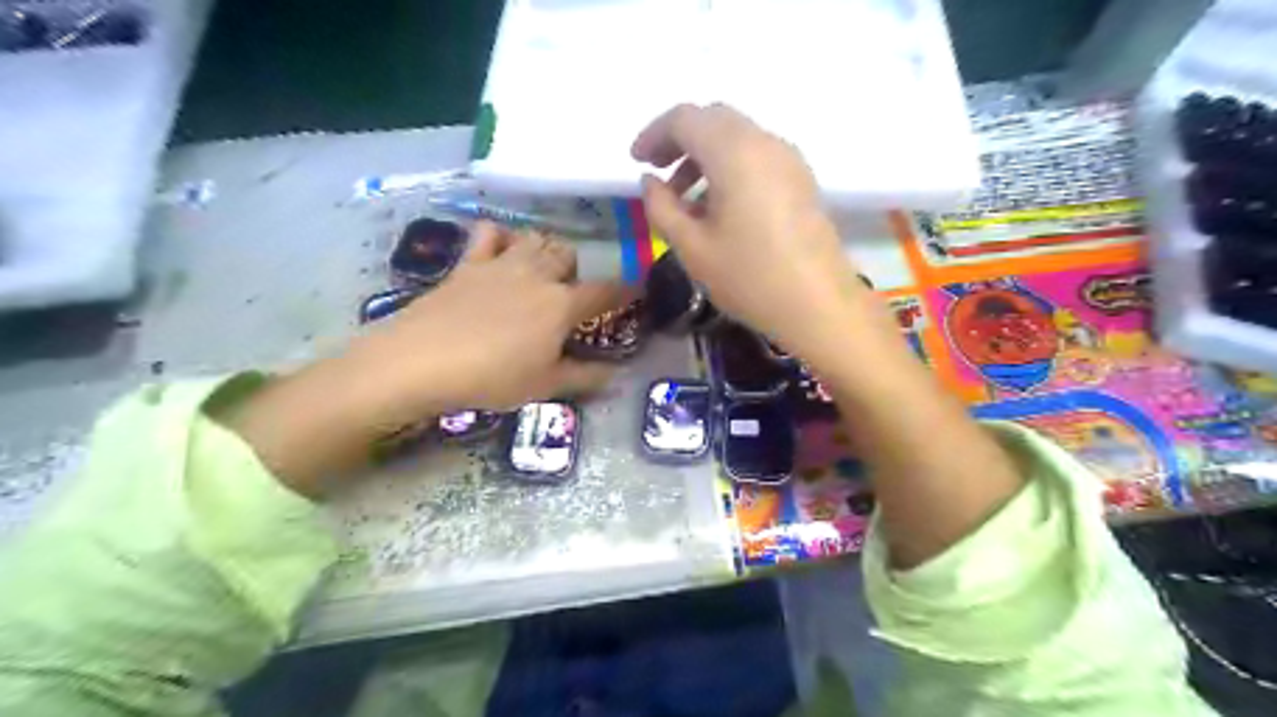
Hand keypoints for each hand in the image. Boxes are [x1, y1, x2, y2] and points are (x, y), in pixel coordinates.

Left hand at [219, 223, 627, 498]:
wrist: (421, 361)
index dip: (626, 290)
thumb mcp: (544, 385)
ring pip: (535, 238)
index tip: (636, 290)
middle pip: (568, 255)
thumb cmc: (492, 377)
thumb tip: (616, 375)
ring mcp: (500, 263)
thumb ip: (584, 377)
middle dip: (575, 270)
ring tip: (539, 271)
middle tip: (567, 295)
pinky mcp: (467, 263)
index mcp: (561, 305)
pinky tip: (500, 251)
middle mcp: (537, 275)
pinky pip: (489, 233)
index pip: (606, 291)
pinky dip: (501, 236)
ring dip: (544, 250)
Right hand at [634, 105, 871, 359]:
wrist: (818, 305)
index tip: (636, 161)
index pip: (686, 118)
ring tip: (685, 199)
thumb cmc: (749, 278)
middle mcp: (764, 142)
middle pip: (714, 119)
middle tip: (658, 172)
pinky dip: (729, 165)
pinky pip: (757, 155)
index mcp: (734, 152)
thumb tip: (651, 180)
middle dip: (679, 139)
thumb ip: (662, 207)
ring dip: (705, 154)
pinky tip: (719, 206)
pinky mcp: (801, 178)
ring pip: (737, 136)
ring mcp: (789, 158)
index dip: (654, 134)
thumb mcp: (692, 248)